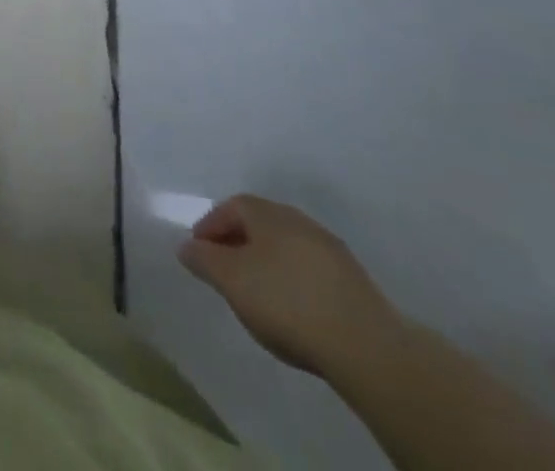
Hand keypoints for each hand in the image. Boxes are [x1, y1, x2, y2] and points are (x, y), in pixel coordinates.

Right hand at [178, 194, 407, 379]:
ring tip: (258, 294)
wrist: (368, 348)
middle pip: (260, 225)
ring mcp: (332, 251)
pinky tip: (294, 310)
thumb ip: (203, 259)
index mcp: (268, 212)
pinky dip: (294, 283)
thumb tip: (186, 246)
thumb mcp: (230, 280)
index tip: (199, 251)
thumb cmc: (286, 301)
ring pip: (287, 248)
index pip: (231, 206)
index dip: (210, 226)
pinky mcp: (355, 284)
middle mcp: (299, 220)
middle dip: (239, 243)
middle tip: (225, 270)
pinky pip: (311, 272)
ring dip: (268, 263)